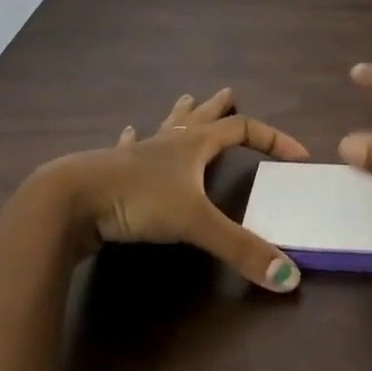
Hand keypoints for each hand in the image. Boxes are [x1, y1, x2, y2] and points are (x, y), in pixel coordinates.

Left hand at [32, 87, 309, 291]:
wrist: (73, 200)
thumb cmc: (139, 200)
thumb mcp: (196, 223)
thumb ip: (241, 249)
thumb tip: (290, 278)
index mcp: (194, 144)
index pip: (243, 129)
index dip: (273, 139)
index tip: (297, 155)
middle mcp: (169, 141)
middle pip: (202, 117)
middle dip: (219, 107)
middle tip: (229, 92)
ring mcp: (138, 153)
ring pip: (166, 126)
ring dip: (180, 114)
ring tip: (186, 98)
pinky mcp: (113, 170)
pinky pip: (128, 146)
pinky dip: (133, 138)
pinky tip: (128, 130)